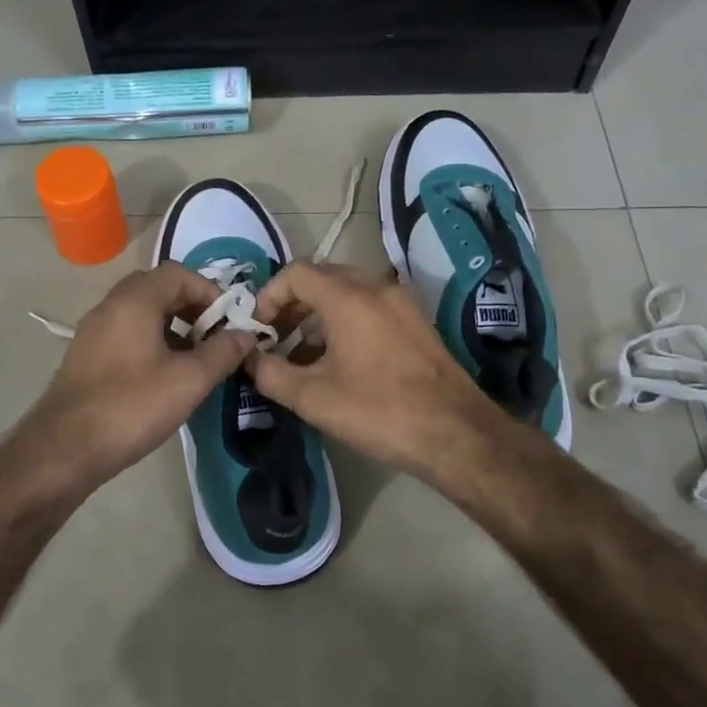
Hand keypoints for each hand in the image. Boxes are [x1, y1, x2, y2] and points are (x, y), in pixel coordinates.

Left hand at [20, 262, 255, 492]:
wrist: (64, 449)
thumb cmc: (131, 406)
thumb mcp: (188, 380)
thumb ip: (222, 353)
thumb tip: (245, 335)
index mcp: (134, 301)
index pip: (178, 273)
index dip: (209, 292)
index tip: (229, 322)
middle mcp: (110, 307)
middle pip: (158, 289)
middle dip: (191, 307)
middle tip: (214, 336)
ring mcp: (94, 332)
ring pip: (141, 313)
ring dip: (172, 326)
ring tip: (195, 360)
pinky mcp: (86, 357)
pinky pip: (126, 334)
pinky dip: (151, 342)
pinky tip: (165, 377)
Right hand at [248, 262, 503, 484]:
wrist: (456, 433)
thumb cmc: (379, 411)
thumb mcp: (313, 398)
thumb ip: (271, 374)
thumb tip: (250, 360)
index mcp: (349, 297)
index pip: (295, 273)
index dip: (268, 296)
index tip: (258, 330)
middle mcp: (376, 288)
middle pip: (322, 278)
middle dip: (291, 305)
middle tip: (275, 339)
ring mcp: (401, 304)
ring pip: (347, 294)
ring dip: (317, 316)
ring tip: (301, 356)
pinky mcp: (416, 323)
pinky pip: (370, 309)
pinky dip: (344, 323)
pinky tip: (338, 362)